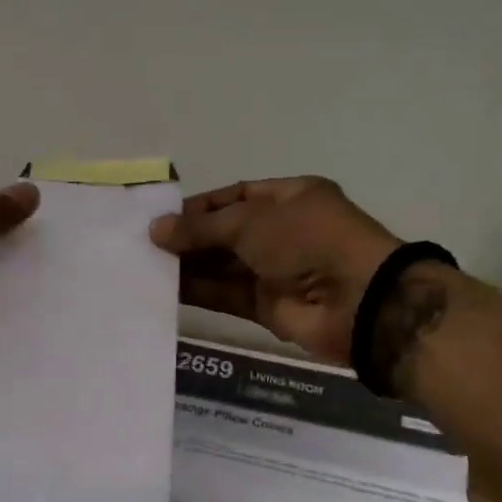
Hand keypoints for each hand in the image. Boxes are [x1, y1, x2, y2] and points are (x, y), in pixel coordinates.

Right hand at [149, 177, 398, 363]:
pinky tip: (165, 289)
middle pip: (227, 232)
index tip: (163, 216)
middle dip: (190, 237)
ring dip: (189, 265)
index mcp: (291, 198)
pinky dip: (198, 292)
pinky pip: (226, 295)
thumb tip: (156, 230)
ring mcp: (276, 270)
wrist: (356, 301)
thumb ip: (201, 228)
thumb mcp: (251, 221)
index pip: (237, 195)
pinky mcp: (268, 306)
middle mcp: (283, 231)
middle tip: (145, 244)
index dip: (200, 205)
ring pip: (223, 265)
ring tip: (146, 265)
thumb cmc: (307, 240)